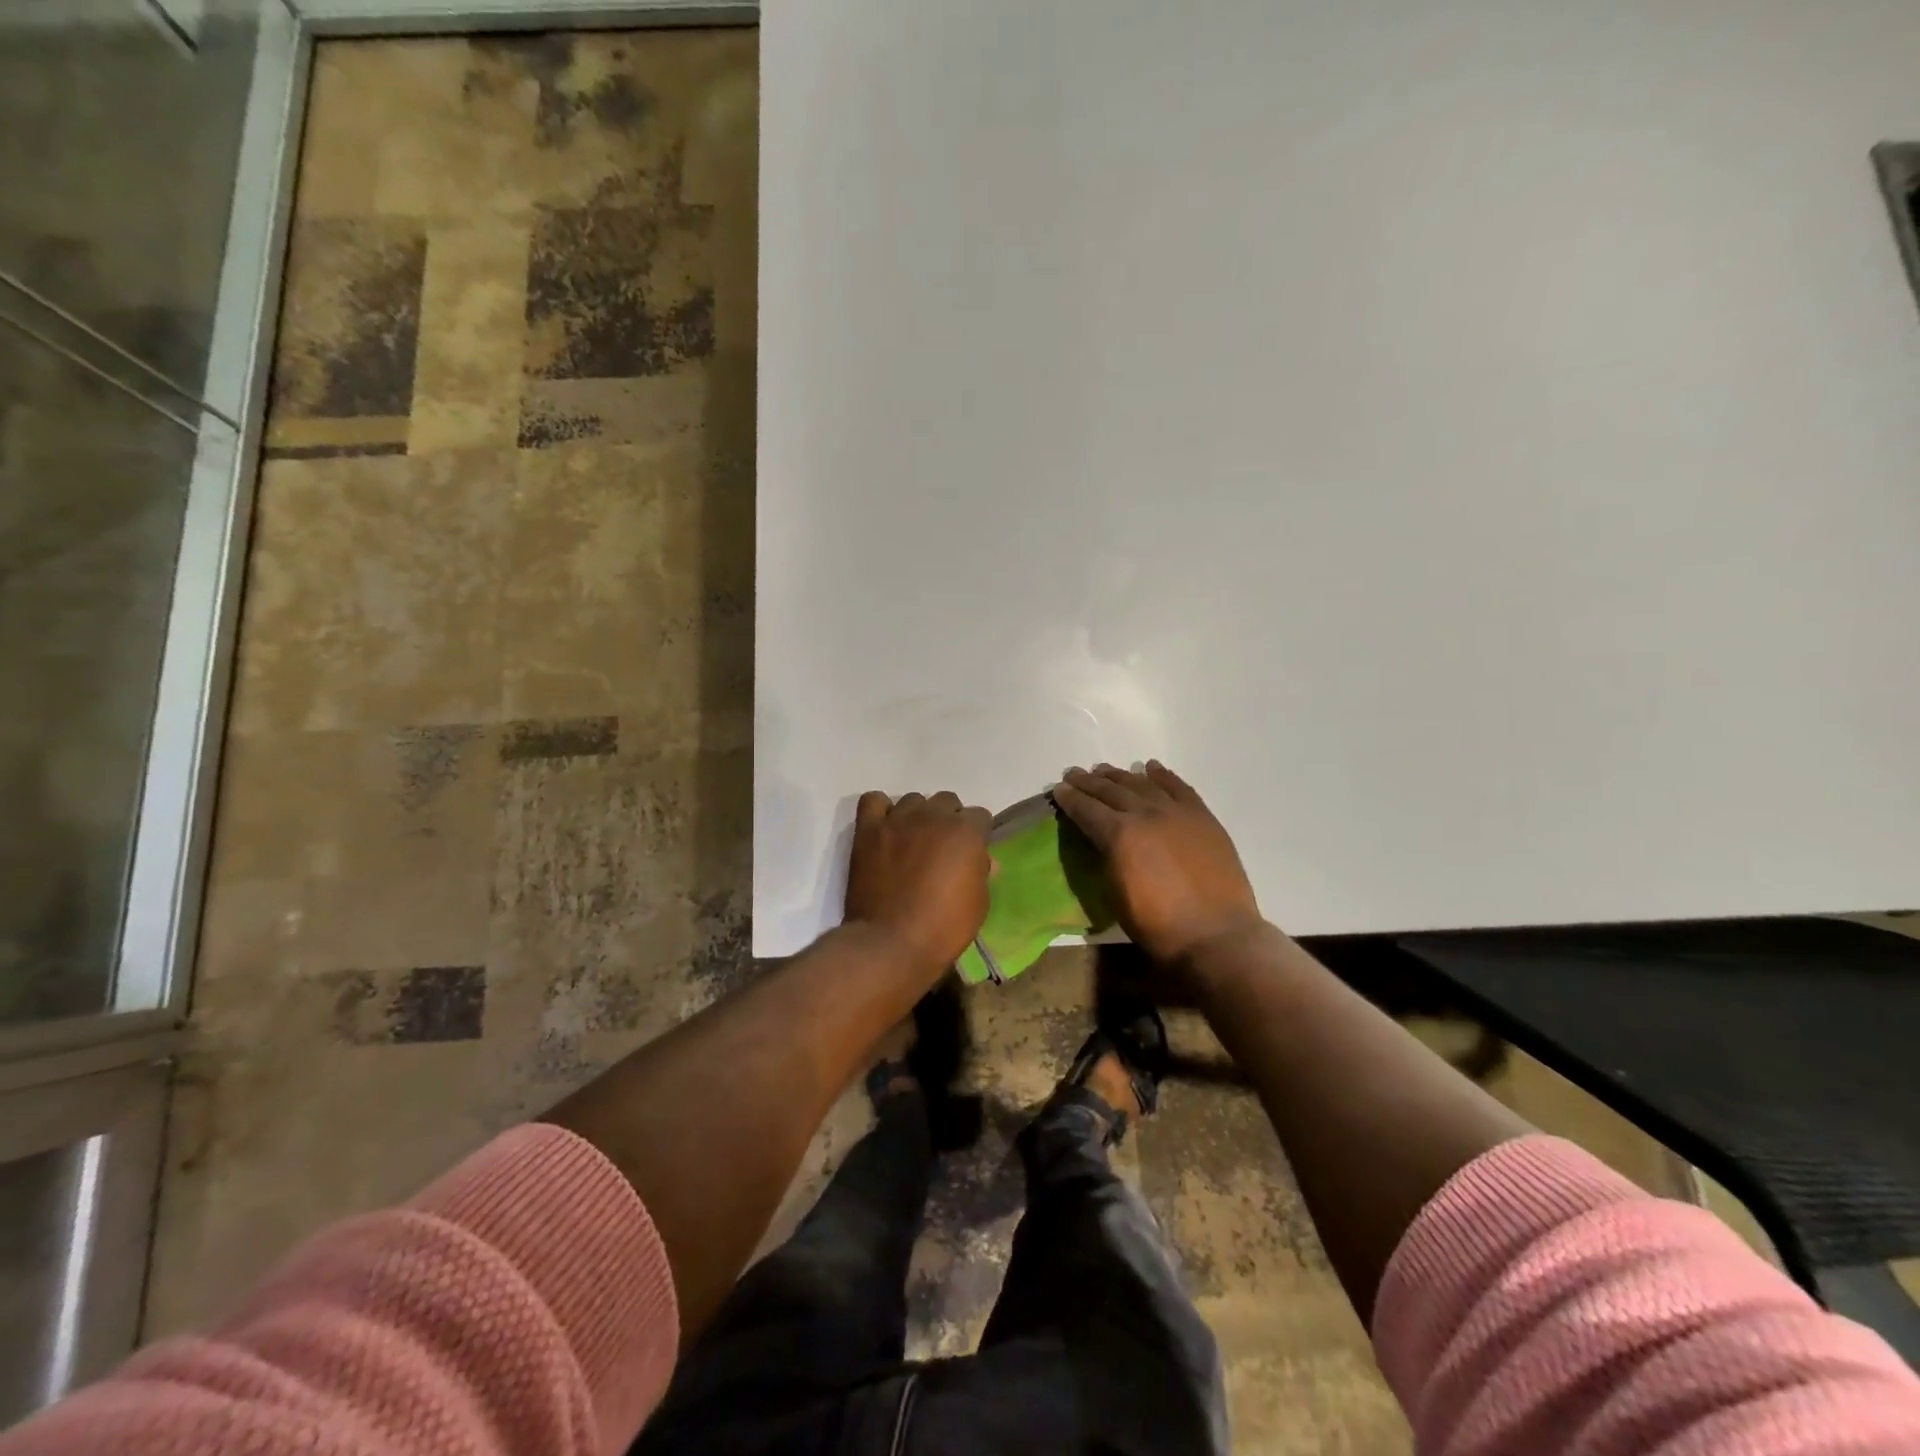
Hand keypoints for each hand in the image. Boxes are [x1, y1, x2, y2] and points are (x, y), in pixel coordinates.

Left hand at [844, 790, 992, 976]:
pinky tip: (885, 830)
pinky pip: (873, 801)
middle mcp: (933, 816)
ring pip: (913, 800)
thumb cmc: (943, 928)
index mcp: (966, 832)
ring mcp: (898, 820)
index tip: (970, 853)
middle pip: (947, 801)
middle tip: (942, 848)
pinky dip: (880, 810)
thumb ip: (980, 872)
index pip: (979, 816)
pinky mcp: (868, 830)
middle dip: (949, 820)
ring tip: (912, 841)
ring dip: (917, 816)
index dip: (977, 835)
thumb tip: (982, 860)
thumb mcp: (978, 904)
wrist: (890, 943)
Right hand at [1054, 762, 1265, 964]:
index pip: (1087, 809)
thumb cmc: (1158, 926)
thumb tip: (1101, 841)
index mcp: (1119, 834)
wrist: (1216, 935)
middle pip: (1111, 790)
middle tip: (1074, 774)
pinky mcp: (1202, 817)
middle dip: (1089, 782)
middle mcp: (1145, 814)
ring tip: (1105, 770)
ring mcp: (1177, 812)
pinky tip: (1151, 768)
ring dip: (1120, 775)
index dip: (1070, 798)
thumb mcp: (1116, 895)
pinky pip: (1179, 788)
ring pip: (1142, 784)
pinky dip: (1162, 776)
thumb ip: (1106, 859)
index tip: (1058, 789)